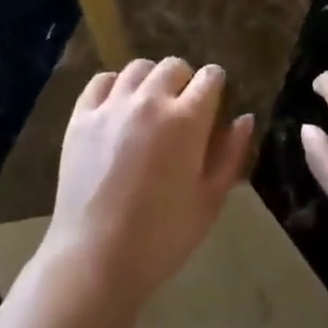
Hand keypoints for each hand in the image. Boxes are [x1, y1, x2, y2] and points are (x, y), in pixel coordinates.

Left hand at [41, 58, 253, 311]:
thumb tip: (244, 119)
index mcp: (187, 119)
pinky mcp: (82, 116)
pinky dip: (114, 86)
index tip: (213, 104)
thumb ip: (230, 155)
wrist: (95, 261)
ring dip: (150, 81)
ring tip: (149, 106)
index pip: (210, 76)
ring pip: (138, 68)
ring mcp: (113, 105)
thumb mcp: (209, 202)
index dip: (215, 86)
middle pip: (174, 66)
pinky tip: (117, 107)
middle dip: (184, 81)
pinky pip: (102, 80)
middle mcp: (150, 100)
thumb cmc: (161, 238)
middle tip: (181, 111)